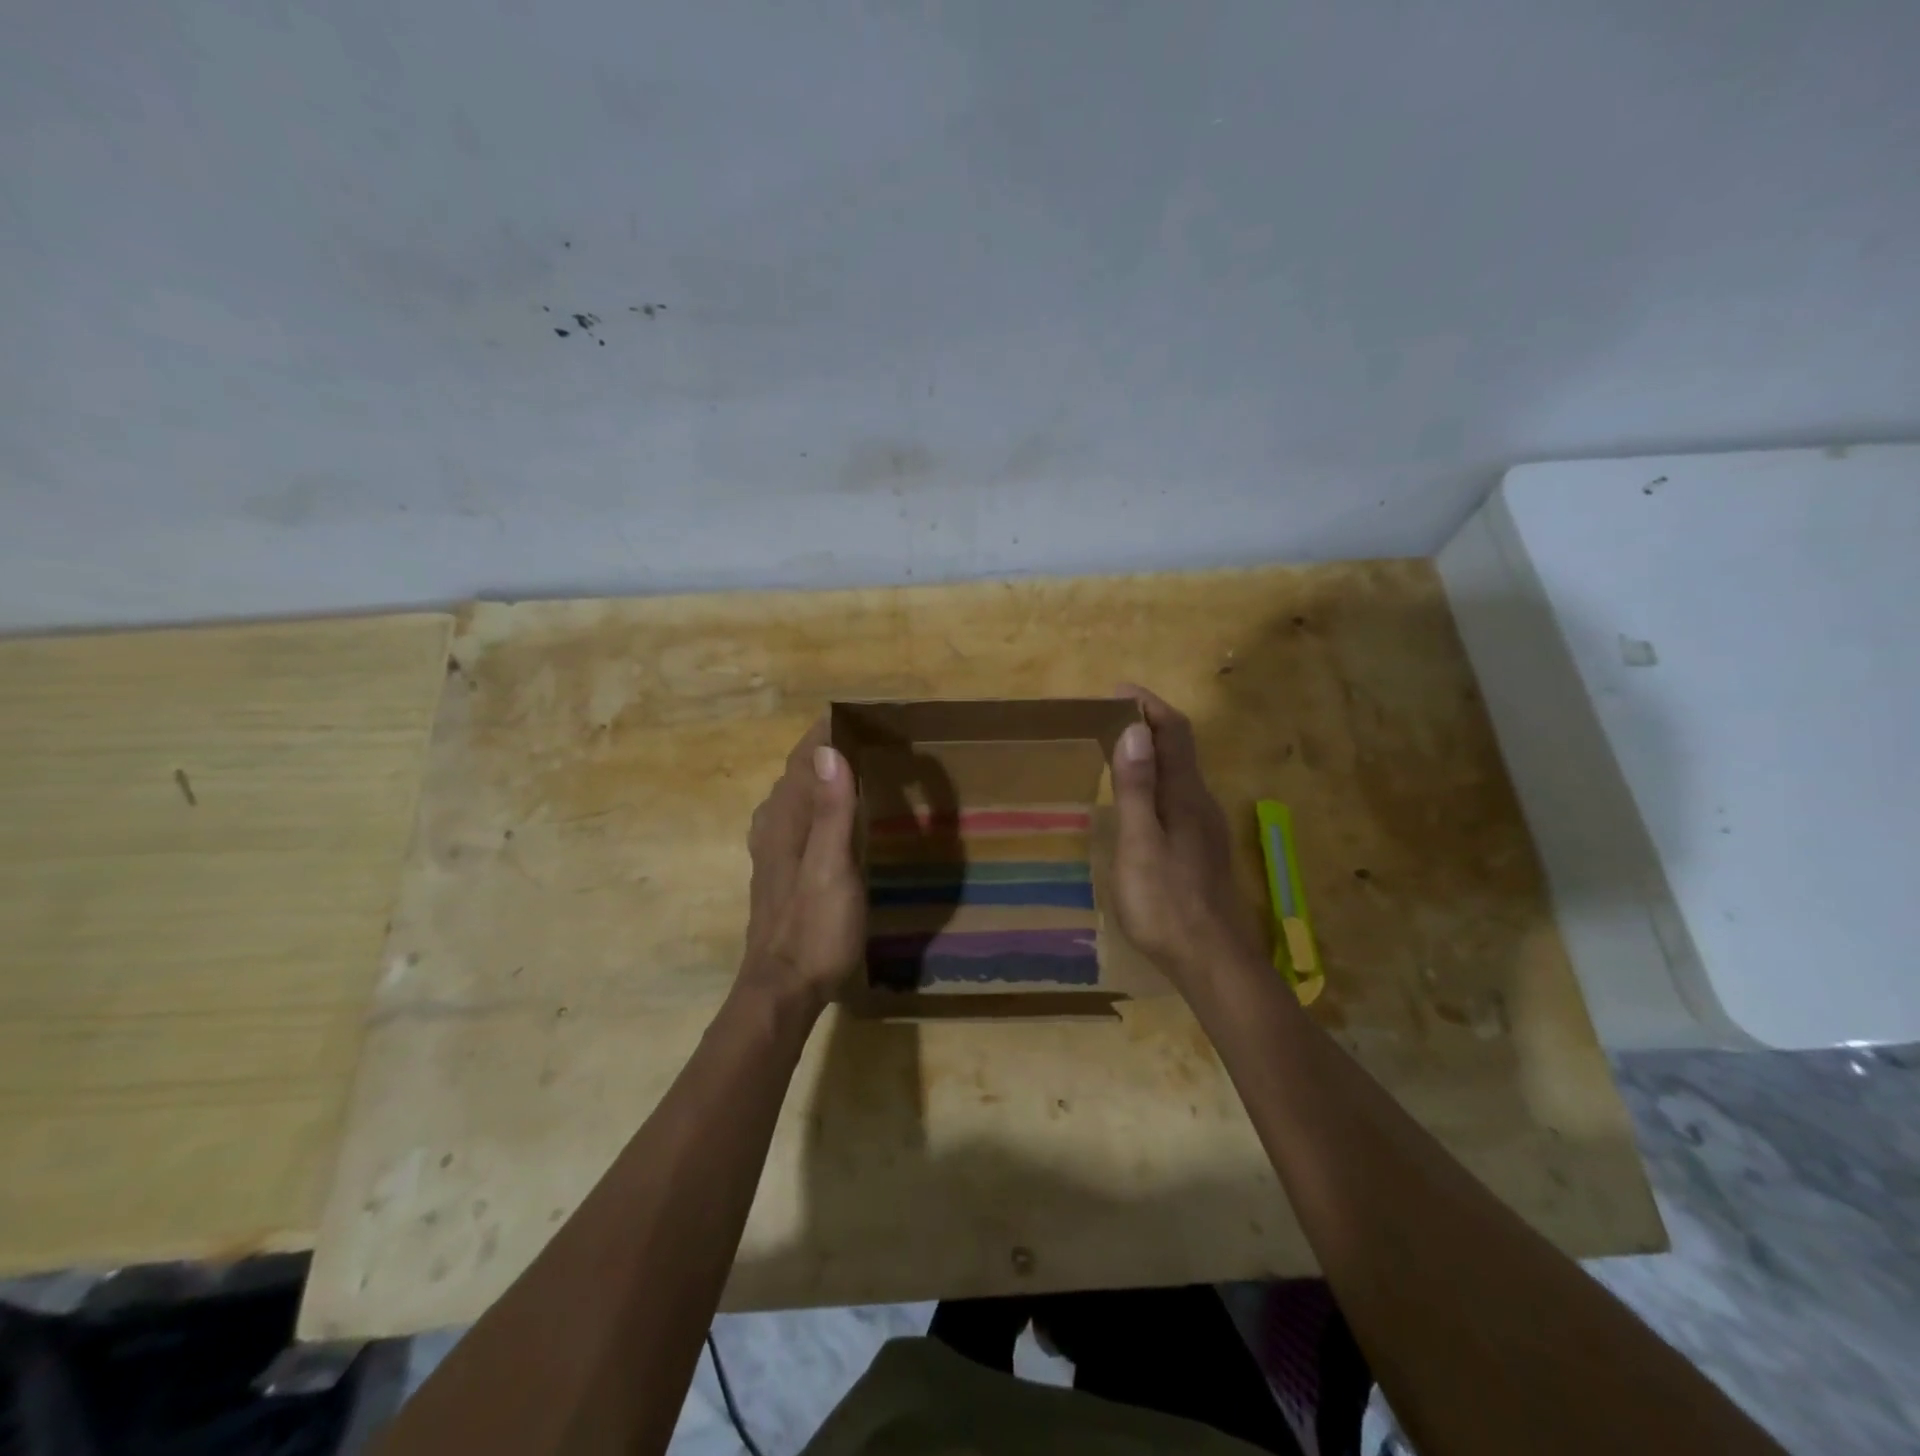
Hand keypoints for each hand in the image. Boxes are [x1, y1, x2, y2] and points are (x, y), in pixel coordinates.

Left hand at [740, 718, 863, 1009]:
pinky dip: (815, 803)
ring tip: (851, 766)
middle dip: (823, 750)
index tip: (853, 713)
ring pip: (793, 798)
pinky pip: (796, 820)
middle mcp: (773, 827)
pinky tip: (829, 817)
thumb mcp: (831, 869)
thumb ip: (830, 811)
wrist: (782, 990)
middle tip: (864, 736)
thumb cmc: (814, 929)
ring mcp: (773, 852)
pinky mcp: (780, 873)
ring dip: (818, 776)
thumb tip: (828, 751)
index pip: (802, 760)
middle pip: (796, 775)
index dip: (824, 734)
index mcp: (785, 820)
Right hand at [1109, 685, 1265, 988]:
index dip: (1148, 704)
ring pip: (1180, 772)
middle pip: (1180, 747)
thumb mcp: (1140, 843)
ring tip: (1116, 748)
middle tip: (1108, 717)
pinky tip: (1138, 799)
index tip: (1117, 690)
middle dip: (1148, 722)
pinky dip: (1155, 778)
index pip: (1173, 732)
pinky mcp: (1200, 848)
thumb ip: (1137, 788)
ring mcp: (1204, 827)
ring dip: (1152, 750)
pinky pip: (1177, 795)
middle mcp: (1200, 802)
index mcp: (1185, 795)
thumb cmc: (1166, 902)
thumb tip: (1134, 729)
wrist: (1212, 961)